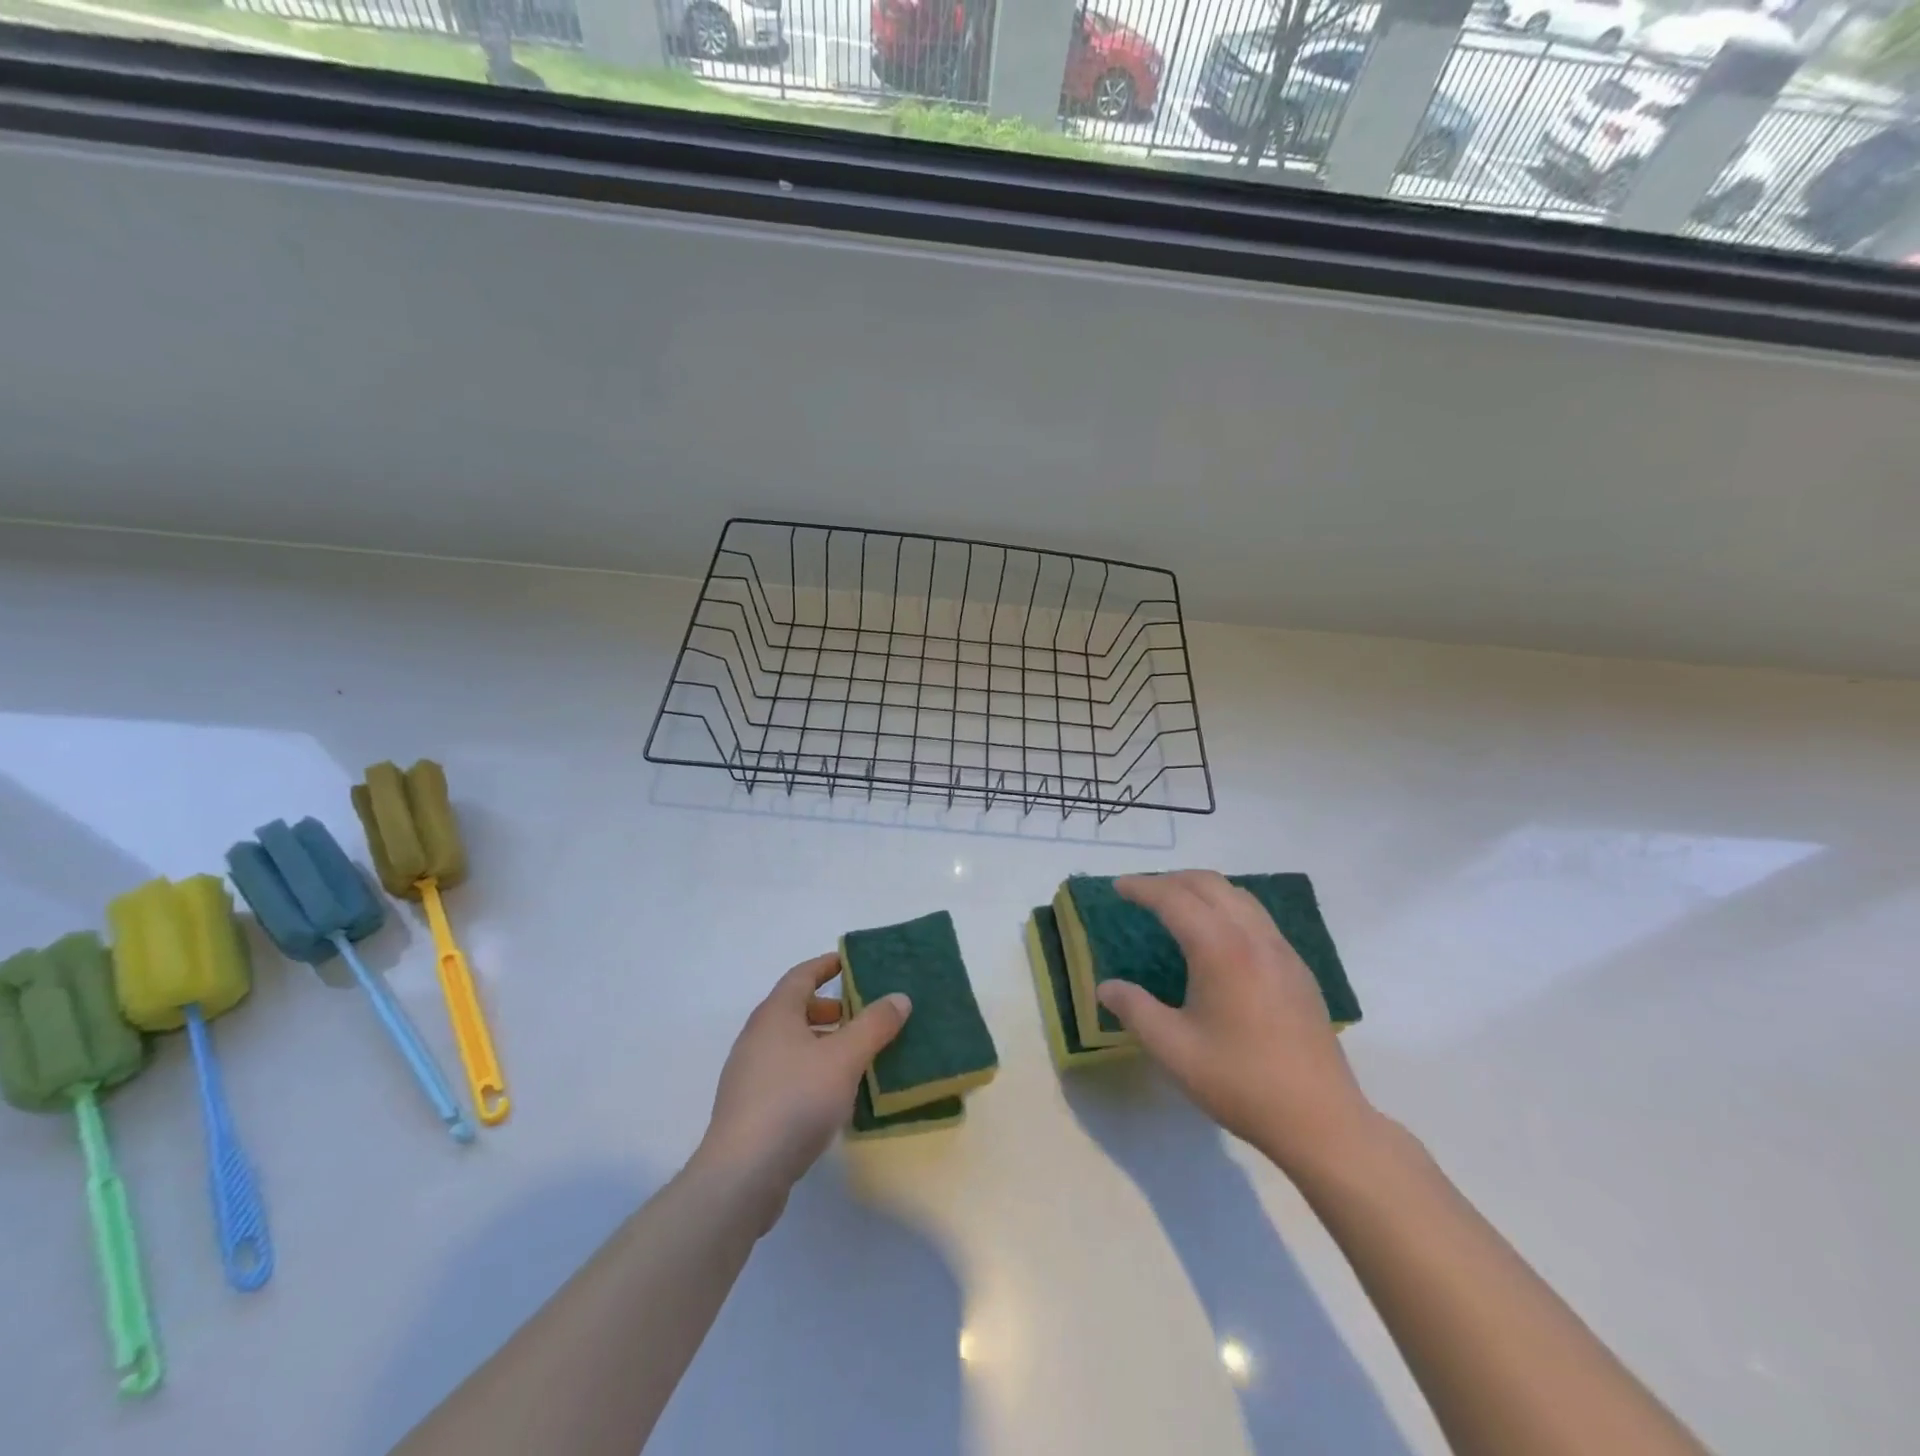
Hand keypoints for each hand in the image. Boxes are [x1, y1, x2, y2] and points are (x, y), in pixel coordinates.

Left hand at [695, 954, 910, 1224]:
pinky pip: (786, 1075)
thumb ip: (874, 1025)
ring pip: (791, 1045)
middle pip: (795, 1010)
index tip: (850, 962)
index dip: (826, 965)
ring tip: (856, 1056)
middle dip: (829, 1008)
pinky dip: (812, 1072)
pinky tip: (834, 1096)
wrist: (743, 1174)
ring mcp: (749, 1075)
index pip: (801, 975)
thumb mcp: (845, 1058)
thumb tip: (899, 997)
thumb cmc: (795, 1100)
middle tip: (862, 1015)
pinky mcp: (750, 1109)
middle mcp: (757, 1037)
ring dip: (823, 1043)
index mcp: (775, 1014)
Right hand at [1096, 870, 1377, 1174]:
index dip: (1142, 887)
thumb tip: (1106, 987)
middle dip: (1171, 880)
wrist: (1321, 1120)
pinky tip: (1217, 938)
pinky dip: (1227, 907)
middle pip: (1209, 883)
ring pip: (1238, 895)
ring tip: (1176, 907)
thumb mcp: (1173, 1049)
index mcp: (1220, 948)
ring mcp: (1282, 950)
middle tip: (1142, 893)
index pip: (1174, 899)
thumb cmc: (1240, 1082)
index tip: (1117, 887)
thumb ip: (1135, 1010)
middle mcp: (1253, 936)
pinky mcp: (1298, 968)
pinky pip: (1257, 917)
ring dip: (1202, 890)